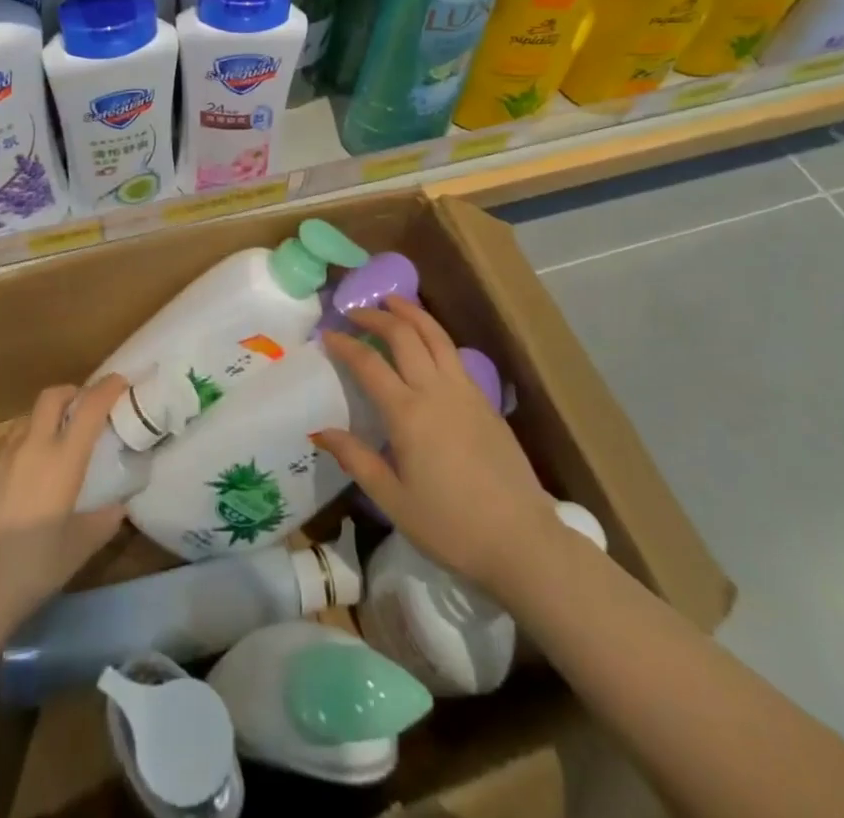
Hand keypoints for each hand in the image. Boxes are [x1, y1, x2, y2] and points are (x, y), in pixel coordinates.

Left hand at [0, 377, 128, 620]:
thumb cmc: (34, 566)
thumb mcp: (79, 547)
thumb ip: (103, 521)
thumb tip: (117, 507)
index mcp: (63, 459)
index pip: (89, 408)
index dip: (107, 389)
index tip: (120, 382)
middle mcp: (33, 446)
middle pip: (53, 396)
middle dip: (73, 392)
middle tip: (86, 406)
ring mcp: (3, 456)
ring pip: (29, 415)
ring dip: (47, 415)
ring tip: (56, 437)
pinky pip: (9, 439)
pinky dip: (26, 437)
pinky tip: (27, 464)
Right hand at [313, 300, 564, 599]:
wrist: (522, 541)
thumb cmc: (451, 527)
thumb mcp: (393, 501)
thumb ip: (357, 460)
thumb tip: (320, 431)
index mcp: (408, 414)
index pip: (368, 364)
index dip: (345, 344)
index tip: (327, 334)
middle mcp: (436, 391)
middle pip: (404, 335)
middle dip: (376, 316)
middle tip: (355, 312)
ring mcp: (466, 392)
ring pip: (435, 335)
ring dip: (411, 312)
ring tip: (392, 301)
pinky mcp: (485, 401)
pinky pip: (454, 354)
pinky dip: (434, 335)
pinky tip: (426, 342)